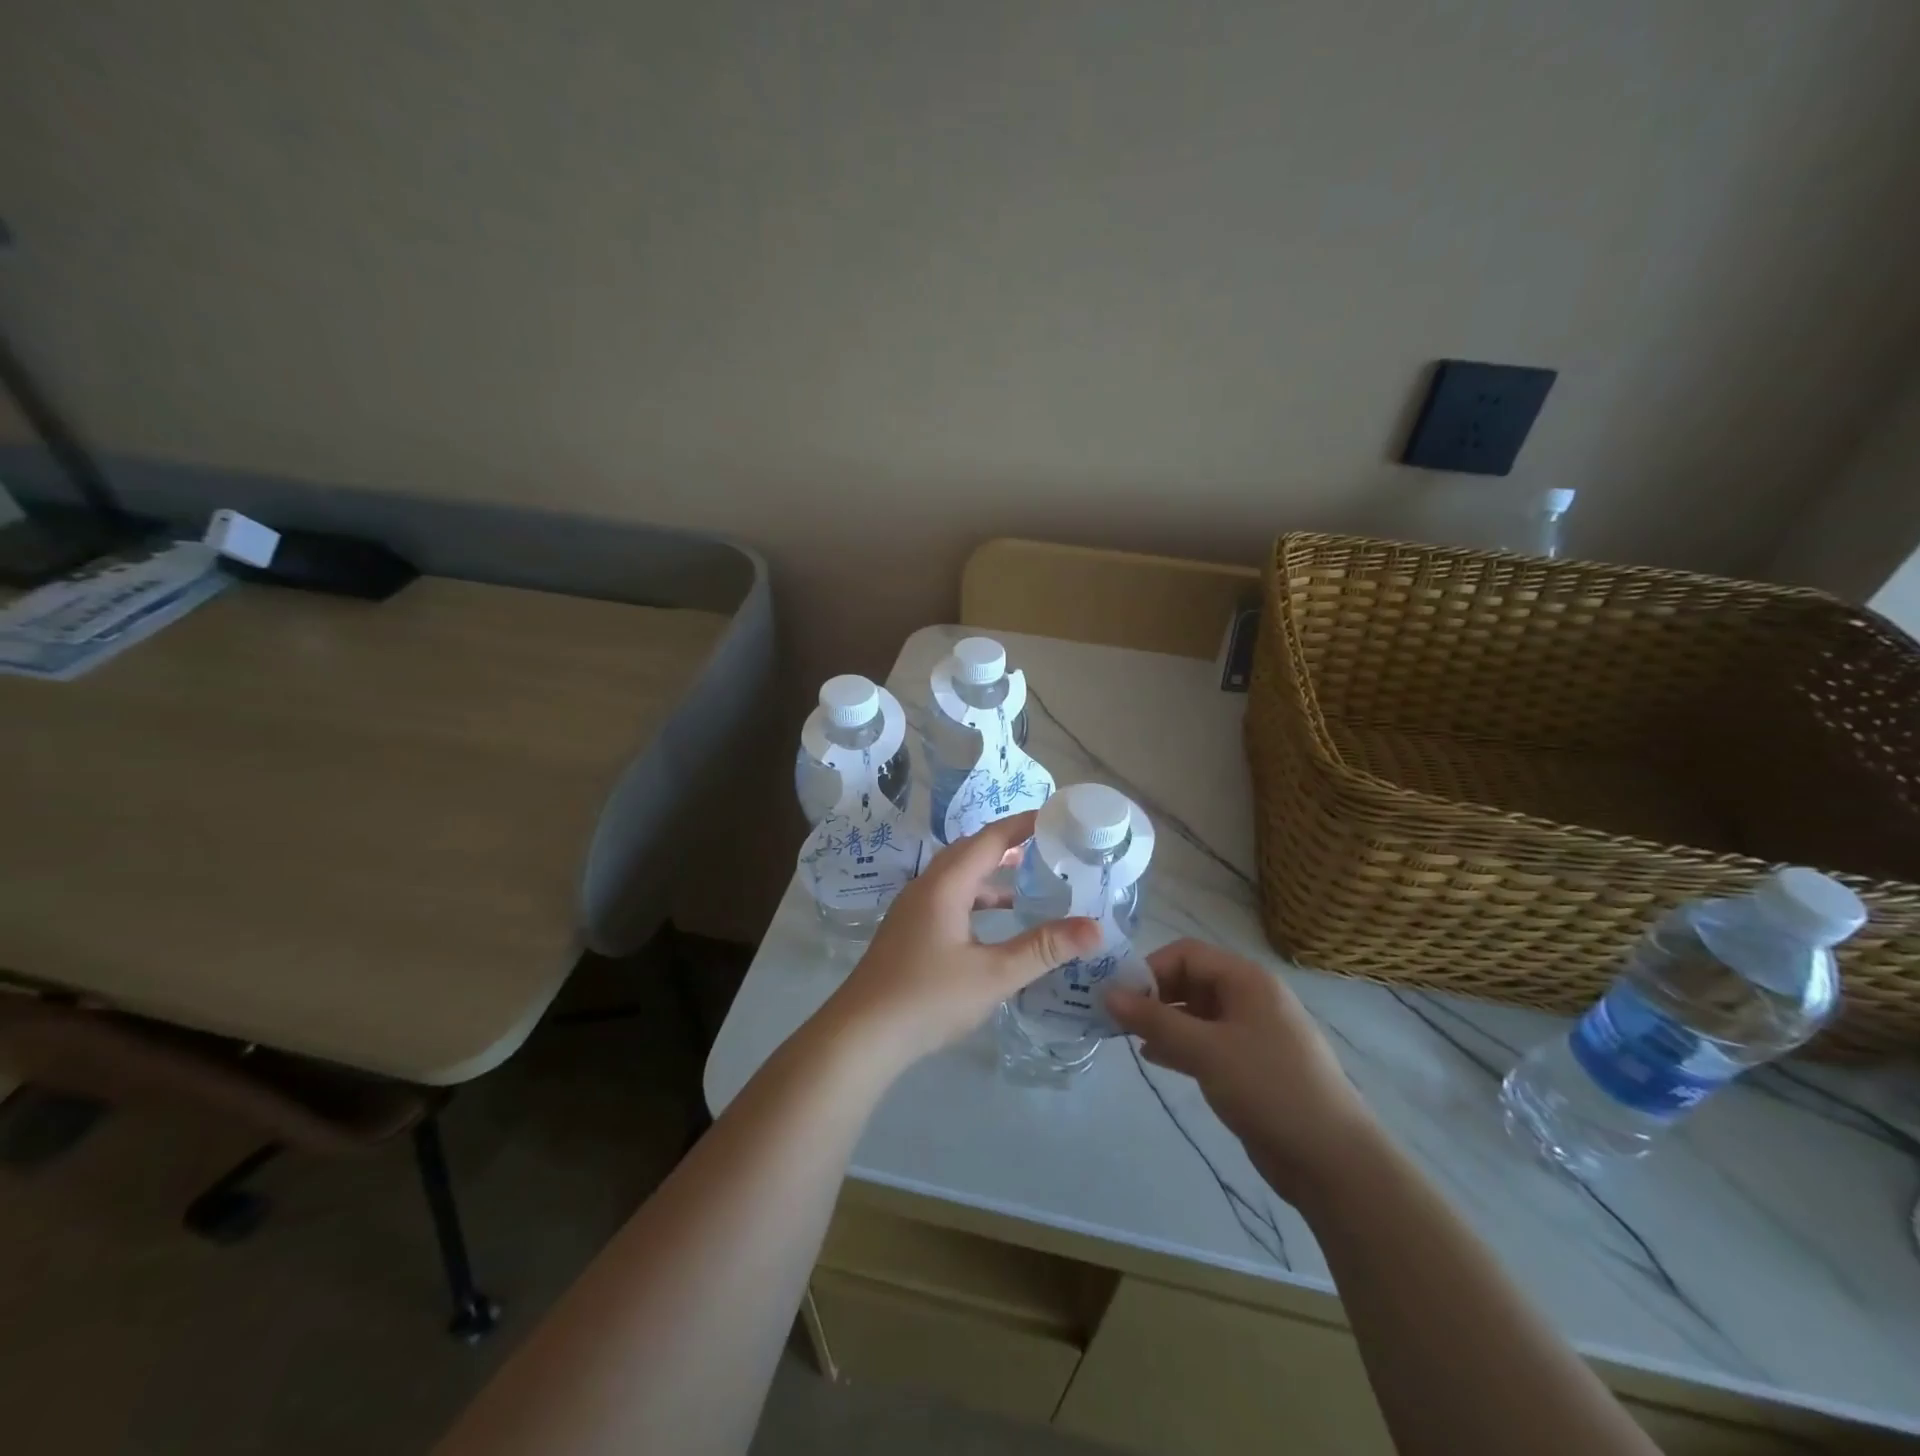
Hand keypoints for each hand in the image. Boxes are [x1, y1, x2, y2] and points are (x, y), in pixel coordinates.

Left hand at [819, 811, 1101, 1076]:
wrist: (861, 1034)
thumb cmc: (928, 998)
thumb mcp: (994, 975)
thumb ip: (1043, 948)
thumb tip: (1094, 928)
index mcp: (946, 884)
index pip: (990, 838)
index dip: (1023, 824)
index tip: (1055, 815)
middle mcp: (926, 886)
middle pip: (971, 851)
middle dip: (1008, 843)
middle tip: (1047, 844)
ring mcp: (913, 909)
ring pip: (957, 876)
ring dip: (991, 873)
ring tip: (1027, 879)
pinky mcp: (908, 930)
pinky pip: (948, 897)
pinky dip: (976, 898)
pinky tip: (994, 922)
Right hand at [1106, 938, 1377, 1199]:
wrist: (1333, 1161)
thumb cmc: (1269, 1089)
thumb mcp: (1206, 1051)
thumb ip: (1155, 1021)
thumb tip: (1107, 994)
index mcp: (1247, 980)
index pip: (1187, 954)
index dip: (1151, 970)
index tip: (1121, 998)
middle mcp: (1250, 998)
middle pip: (1191, 981)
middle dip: (1154, 996)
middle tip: (1120, 1021)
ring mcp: (1252, 1033)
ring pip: (1196, 1014)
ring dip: (1163, 1022)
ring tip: (1130, 1039)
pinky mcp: (1251, 1065)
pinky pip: (1207, 1042)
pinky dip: (1180, 1045)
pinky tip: (1155, 1059)